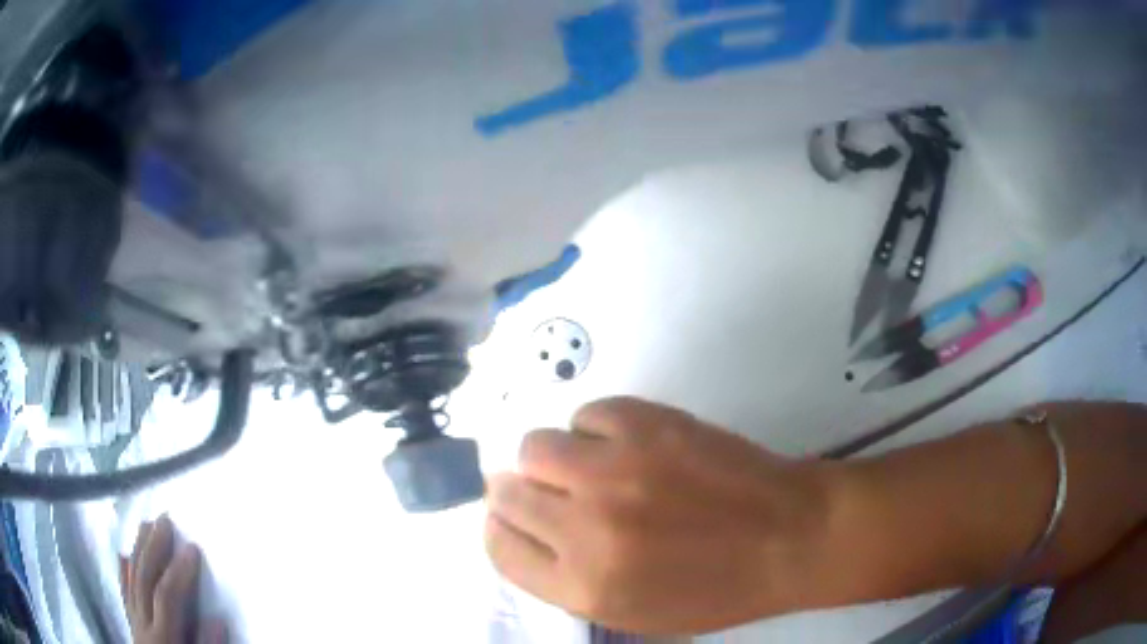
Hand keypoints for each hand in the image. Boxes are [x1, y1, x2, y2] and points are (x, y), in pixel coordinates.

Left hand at [123, 515, 226, 643]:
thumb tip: (217, 618)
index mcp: (163, 638)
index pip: (168, 597)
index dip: (179, 572)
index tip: (193, 547)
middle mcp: (143, 624)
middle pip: (144, 580)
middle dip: (153, 549)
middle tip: (164, 521)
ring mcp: (134, 622)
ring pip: (131, 580)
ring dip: (138, 550)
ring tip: (145, 525)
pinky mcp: (131, 624)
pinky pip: (124, 593)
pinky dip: (123, 573)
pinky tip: (122, 554)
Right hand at [485, 397, 829, 634]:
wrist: (790, 538)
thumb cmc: (718, 589)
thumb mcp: (635, 614)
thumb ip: (570, 581)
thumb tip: (529, 533)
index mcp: (582, 587)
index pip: (499, 548)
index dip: (501, 528)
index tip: (514, 518)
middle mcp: (585, 530)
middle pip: (507, 493)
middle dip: (520, 492)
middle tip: (551, 489)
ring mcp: (615, 471)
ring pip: (536, 446)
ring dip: (555, 457)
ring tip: (590, 465)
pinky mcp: (647, 426)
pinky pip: (588, 414)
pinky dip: (598, 429)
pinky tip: (628, 445)